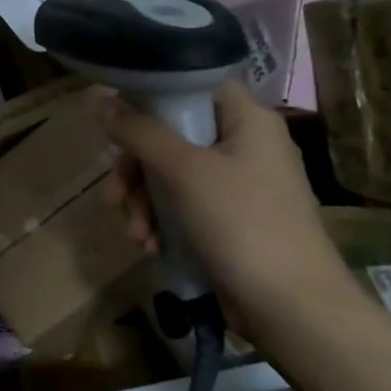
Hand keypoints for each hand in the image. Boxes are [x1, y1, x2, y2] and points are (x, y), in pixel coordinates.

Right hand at [101, 81, 360, 335]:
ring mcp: (237, 185)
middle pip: (172, 135)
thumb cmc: (242, 224)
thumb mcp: (184, 172)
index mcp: (248, 120)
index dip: (154, 94)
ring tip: (134, 233)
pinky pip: (182, 206)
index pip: (195, 84)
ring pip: (170, 175)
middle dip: (136, 169)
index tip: (118, 119)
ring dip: (143, 202)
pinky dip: (161, 222)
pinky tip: (149, 246)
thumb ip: (140, 133)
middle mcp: (244, 145)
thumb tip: (99, 99)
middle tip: (114, 196)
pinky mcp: (228, 221)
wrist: (291, 306)